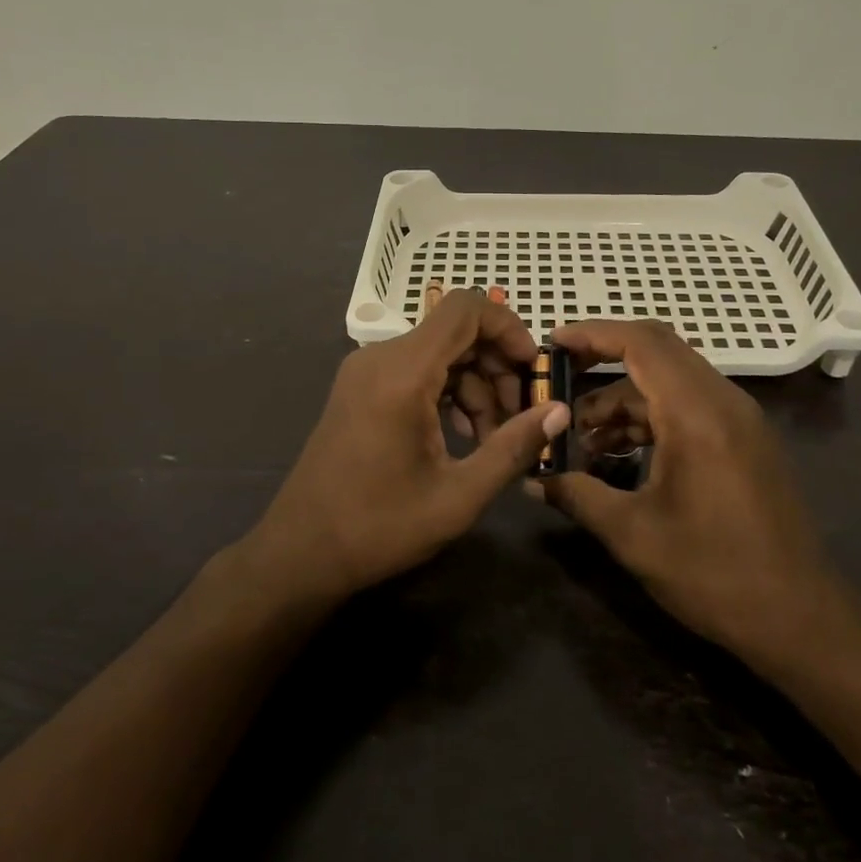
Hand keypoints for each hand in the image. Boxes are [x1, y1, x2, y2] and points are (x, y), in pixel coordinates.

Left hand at [246, 291, 570, 600]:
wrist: (301, 552)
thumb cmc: (379, 527)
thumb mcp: (458, 496)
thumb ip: (513, 448)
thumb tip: (560, 412)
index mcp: (402, 374)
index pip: (465, 309)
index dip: (508, 327)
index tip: (533, 370)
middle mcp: (380, 359)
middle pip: (455, 332)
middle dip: (497, 366)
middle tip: (520, 417)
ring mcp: (365, 372)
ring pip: (438, 353)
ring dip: (475, 385)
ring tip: (492, 440)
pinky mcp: (360, 389)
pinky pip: (416, 371)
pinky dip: (447, 392)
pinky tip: (462, 435)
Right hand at [540, 320, 847, 663]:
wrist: (802, 620)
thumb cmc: (715, 574)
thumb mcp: (633, 535)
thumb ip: (576, 494)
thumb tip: (532, 477)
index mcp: (697, 413)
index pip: (641, 343)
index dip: (592, 333)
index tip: (551, 343)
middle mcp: (723, 401)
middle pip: (656, 352)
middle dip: (602, 360)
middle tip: (556, 380)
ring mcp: (739, 419)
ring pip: (669, 382)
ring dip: (622, 399)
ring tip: (579, 438)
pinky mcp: (744, 440)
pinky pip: (687, 406)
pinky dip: (648, 417)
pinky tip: (617, 453)